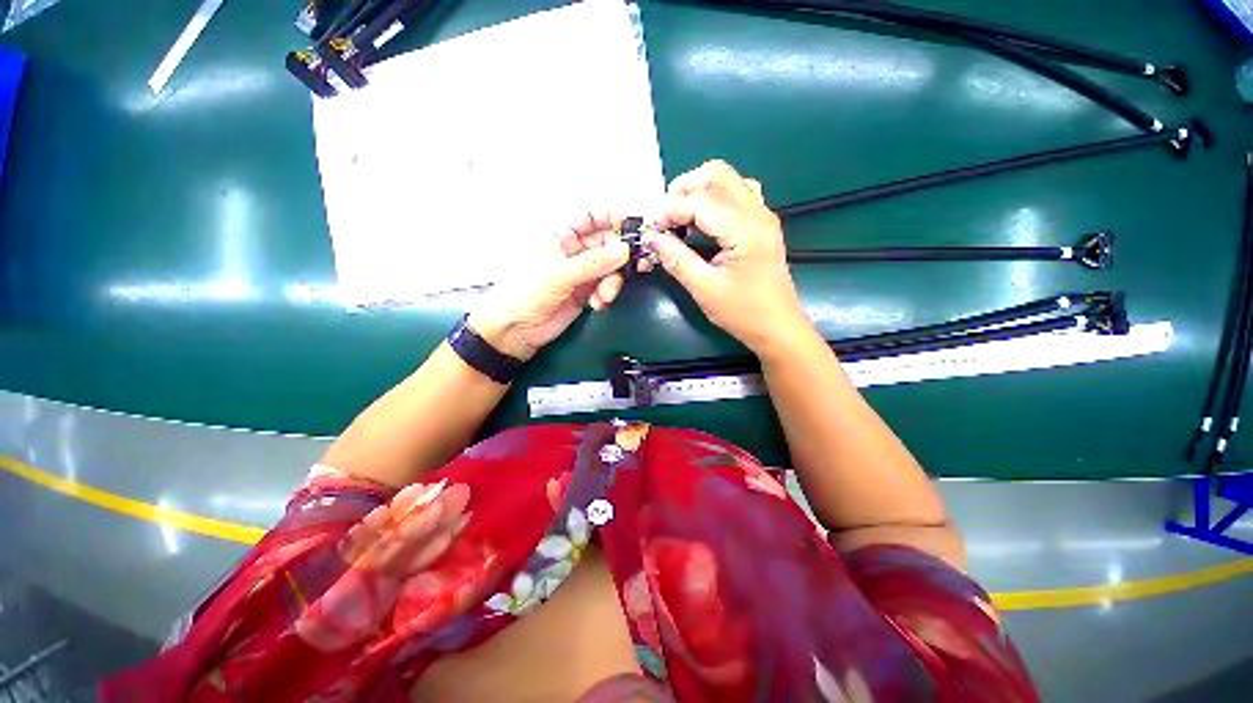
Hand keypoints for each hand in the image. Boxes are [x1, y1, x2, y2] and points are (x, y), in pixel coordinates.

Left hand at [468, 213, 629, 361]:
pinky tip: (598, 303)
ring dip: (614, 280)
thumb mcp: (558, 275)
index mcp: (561, 237)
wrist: (514, 331)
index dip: (613, 216)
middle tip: (633, 264)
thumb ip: (592, 263)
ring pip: (611, 267)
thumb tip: (622, 251)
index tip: (633, 223)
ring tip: (605, 295)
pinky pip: (606, 287)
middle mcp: (573, 252)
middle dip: (621, 253)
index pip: (592, 217)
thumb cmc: (522, 295)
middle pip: (607, 243)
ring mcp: (581, 273)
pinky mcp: (586, 293)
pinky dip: (608, 294)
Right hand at [644, 160, 812, 355]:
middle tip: (665, 218)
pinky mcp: (762, 224)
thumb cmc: (743, 312)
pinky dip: (715, 198)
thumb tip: (650, 238)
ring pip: (728, 180)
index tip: (650, 230)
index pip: (699, 201)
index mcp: (744, 229)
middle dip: (683, 189)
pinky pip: (738, 194)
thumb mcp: (704, 289)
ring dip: (699, 190)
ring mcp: (762, 215)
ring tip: (680, 217)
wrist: (778, 327)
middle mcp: (757, 212)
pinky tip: (704, 221)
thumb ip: (676, 259)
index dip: (669, 211)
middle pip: (716, 175)